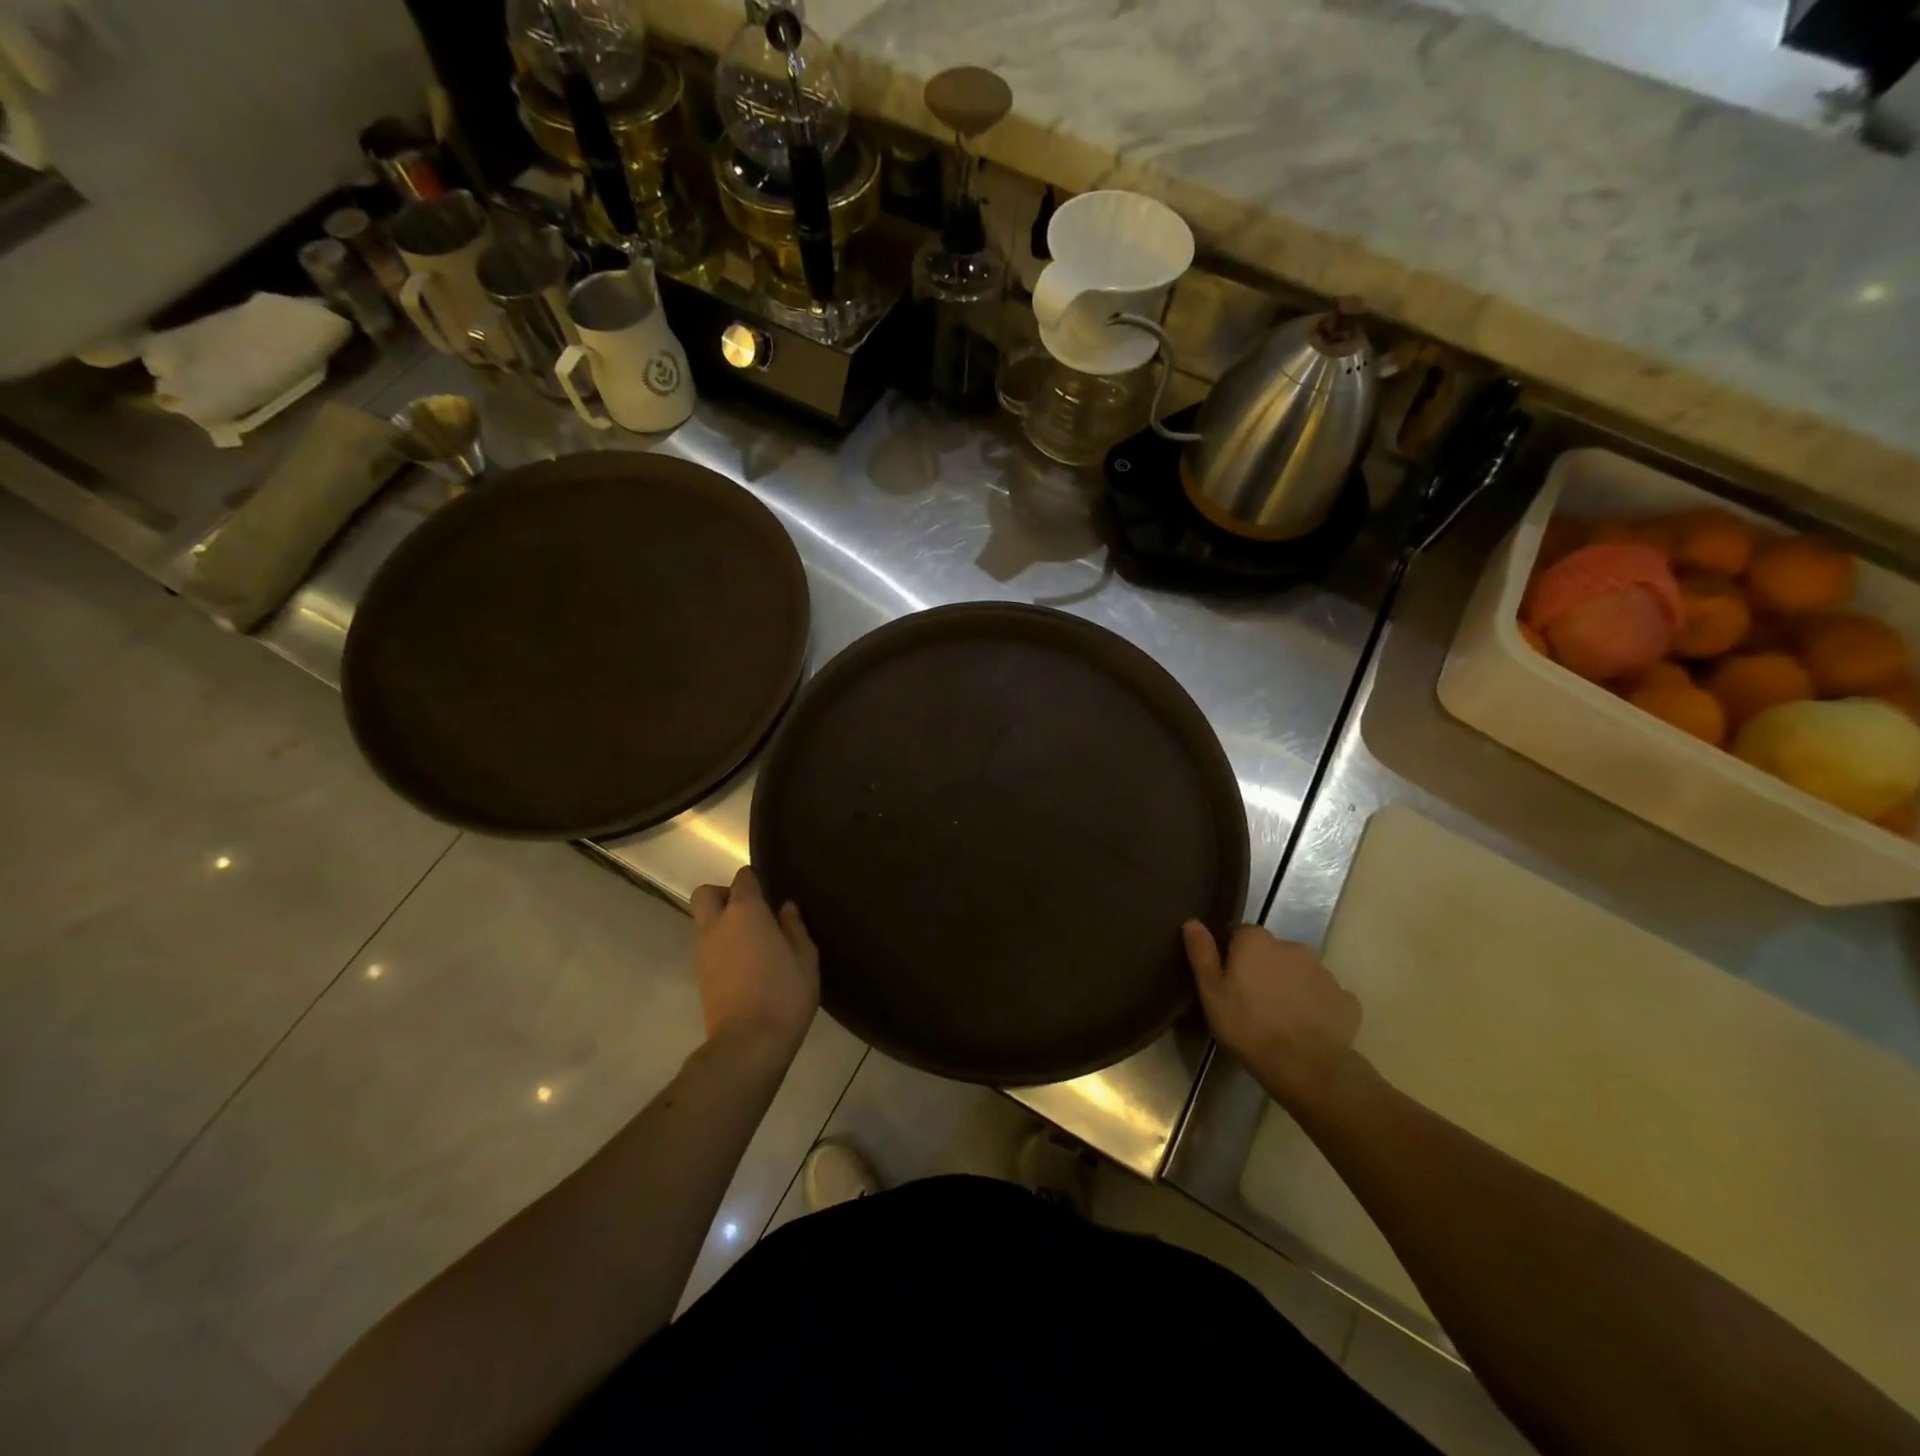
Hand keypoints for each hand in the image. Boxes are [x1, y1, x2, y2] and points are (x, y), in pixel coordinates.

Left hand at [689, 867, 818, 1058]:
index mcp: (745, 912)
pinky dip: (722, 948)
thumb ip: (794, 928)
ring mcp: (704, 953)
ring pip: (705, 923)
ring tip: (754, 943)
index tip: (769, 890)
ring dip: (723, 924)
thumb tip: (785, 908)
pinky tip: (747, 966)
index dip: (754, 880)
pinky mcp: (700, 978)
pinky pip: (708, 949)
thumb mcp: (805, 958)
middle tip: (752, 911)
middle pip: (706, 894)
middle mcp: (717, 926)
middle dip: (724, 895)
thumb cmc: (784, 993)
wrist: (748, 1044)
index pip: (742, 879)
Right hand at [1183, 921, 1364, 1111]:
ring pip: (1300, 973)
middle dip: (1264, 970)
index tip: (1230, 981)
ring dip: (1290, 987)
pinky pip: (1324, 997)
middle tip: (1253, 1002)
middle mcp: (1292, 946)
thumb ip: (1202, 953)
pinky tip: (1308, 1030)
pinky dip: (1316, 1007)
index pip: (1241, 934)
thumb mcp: (1211, 992)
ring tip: (1280, 1019)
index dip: (1233, 956)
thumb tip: (1192, 921)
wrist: (1307, 1066)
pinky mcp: (1346, 999)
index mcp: (1257, 941)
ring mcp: (1324, 972)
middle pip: (1273, 953)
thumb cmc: (1249, 1026)